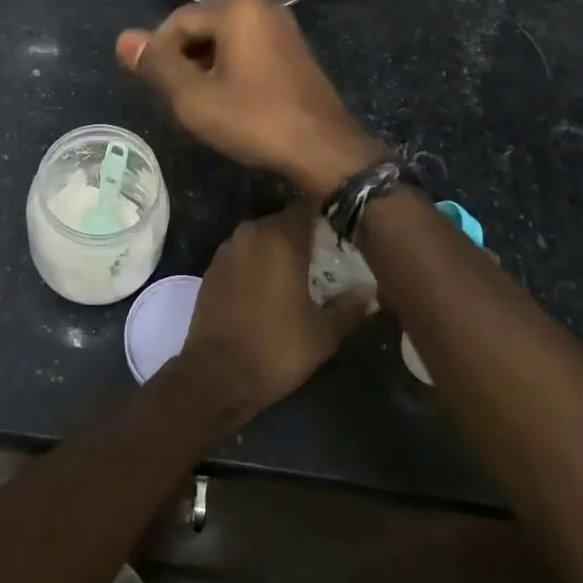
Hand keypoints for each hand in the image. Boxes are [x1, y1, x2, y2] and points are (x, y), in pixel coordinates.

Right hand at [117, 0, 386, 199]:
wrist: (323, 150)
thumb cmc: (254, 120)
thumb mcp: (194, 97)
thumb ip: (157, 65)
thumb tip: (123, 39)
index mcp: (237, 10)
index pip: (176, 22)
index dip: (158, 55)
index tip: (156, 91)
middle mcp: (262, 8)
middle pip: (201, 29)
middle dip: (182, 62)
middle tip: (177, 101)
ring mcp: (282, 29)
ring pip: (224, 42)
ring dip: (204, 69)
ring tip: (200, 106)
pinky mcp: (293, 52)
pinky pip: (247, 51)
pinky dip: (229, 72)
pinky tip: (229, 103)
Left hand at [174, 205, 373, 431]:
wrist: (217, 374)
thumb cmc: (277, 348)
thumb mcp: (325, 333)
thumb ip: (351, 306)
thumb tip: (371, 293)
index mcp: (280, 237)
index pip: (308, 207)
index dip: (327, 217)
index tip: (343, 234)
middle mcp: (251, 232)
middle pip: (284, 220)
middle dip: (304, 235)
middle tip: (326, 258)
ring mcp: (227, 248)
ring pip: (262, 236)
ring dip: (279, 248)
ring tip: (300, 273)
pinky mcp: (212, 267)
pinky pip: (243, 253)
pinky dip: (257, 262)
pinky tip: (269, 286)